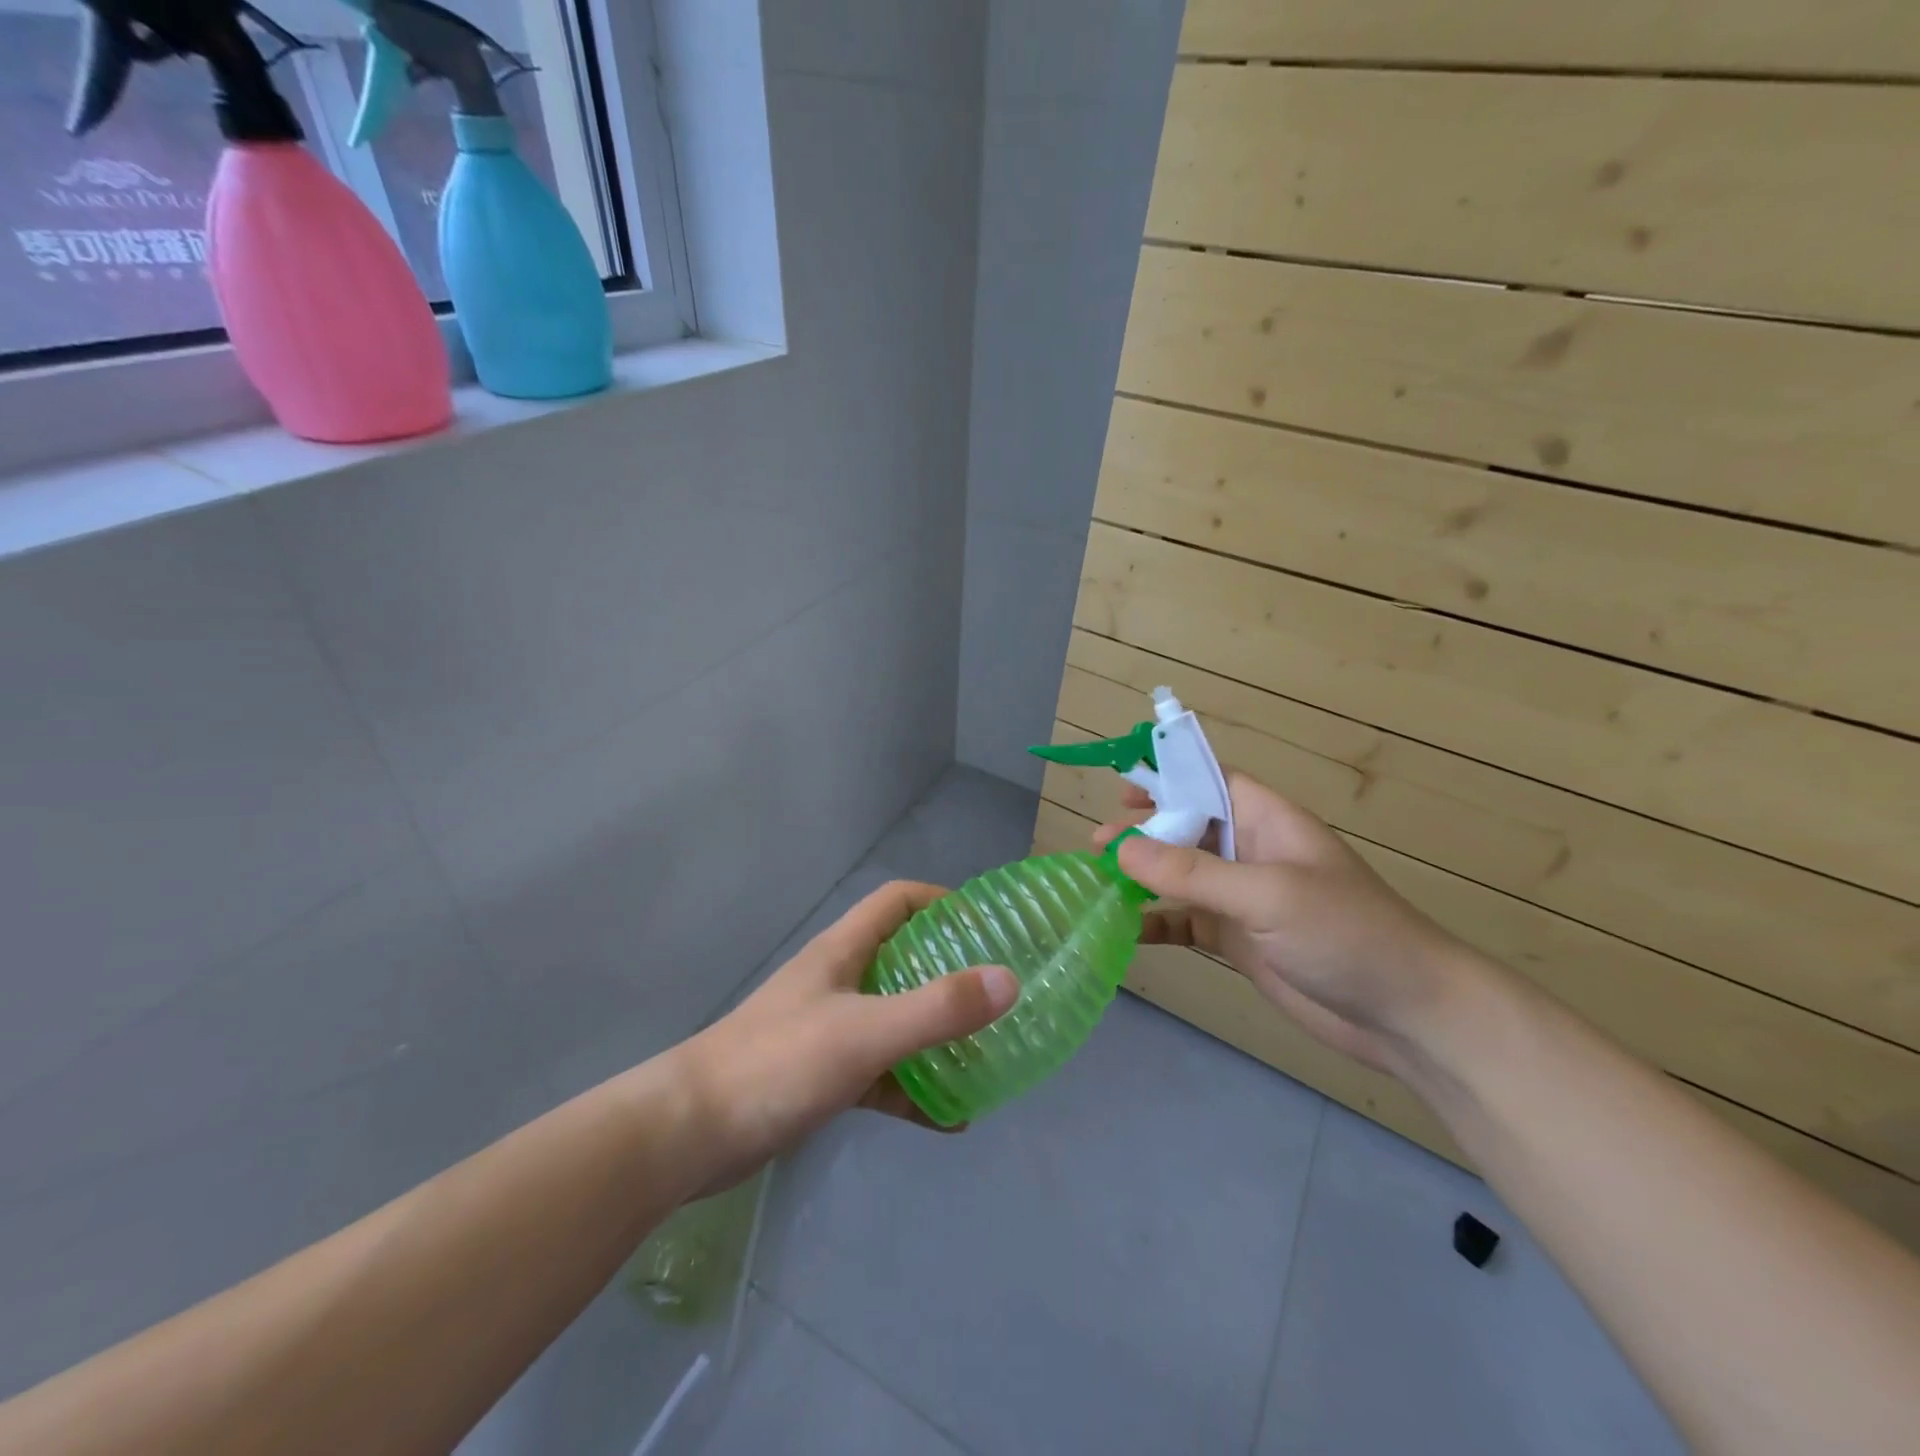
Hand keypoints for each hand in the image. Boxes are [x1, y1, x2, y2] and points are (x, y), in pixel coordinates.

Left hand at [673, 881, 1017, 1193]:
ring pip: (896, 1020)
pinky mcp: (823, 1076)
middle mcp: (839, 982)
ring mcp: (830, 1030)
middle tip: (998, 993)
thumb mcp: (865, 1032)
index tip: (986, 924)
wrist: (690, 1134)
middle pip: (903, 960)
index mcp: (843, 951)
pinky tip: (952, 1118)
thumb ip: (936, 1009)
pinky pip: (883, 1074)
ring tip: (988, 1053)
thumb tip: (1009, 980)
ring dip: (937, 1035)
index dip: (942, 902)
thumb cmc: (778, 1063)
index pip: (897, 902)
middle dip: (951, 972)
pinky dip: (916, 1089)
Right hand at [1096, 775, 1466, 1073]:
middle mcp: (1251, 852)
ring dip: (1142, 876)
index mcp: (1267, 821)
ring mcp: (1244, 898)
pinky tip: (1125, 930)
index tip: (1121, 785)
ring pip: (1181, 875)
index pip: (1210, 781)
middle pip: (1186, 828)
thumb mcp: (1267, 893)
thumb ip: (1193, 871)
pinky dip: (1156, 921)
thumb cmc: (1345, 933)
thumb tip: (1122, 847)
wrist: (1405, 1015)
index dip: (1168, 776)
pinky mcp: (1238, 939)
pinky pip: (1186, 920)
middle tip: (1097, 845)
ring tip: (1098, 882)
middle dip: (1142, 831)